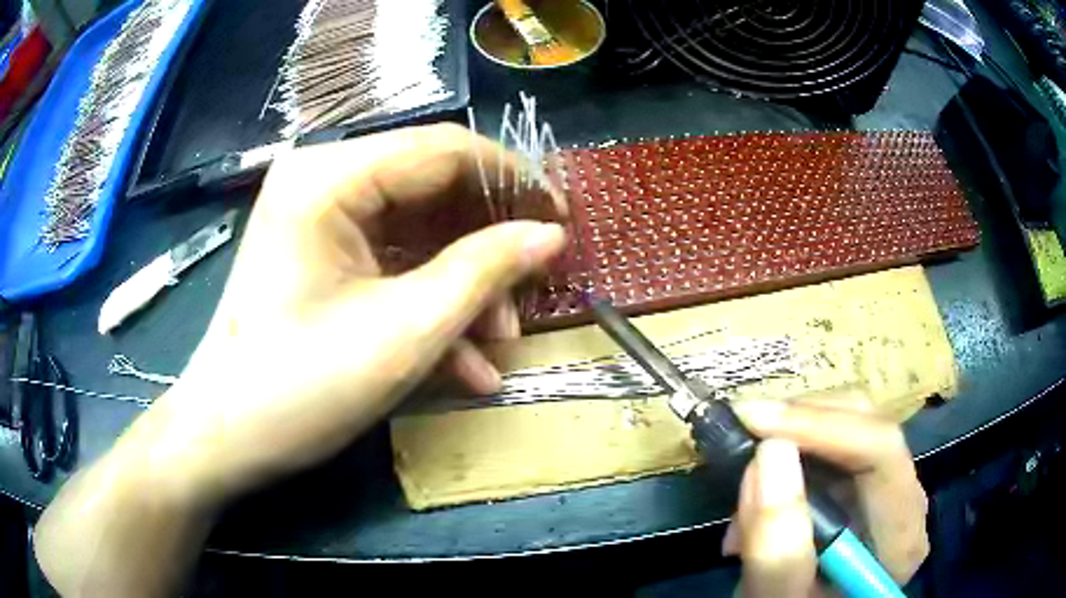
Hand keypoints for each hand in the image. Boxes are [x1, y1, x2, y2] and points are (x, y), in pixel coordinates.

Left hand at [128, 123, 567, 504]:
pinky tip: (465, 361)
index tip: (562, 220)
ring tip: (500, 344)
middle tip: (533, 290)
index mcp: (329, 176)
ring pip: (418, 232)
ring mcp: (321, 218)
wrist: (227, 437)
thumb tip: (550, 235)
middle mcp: (323, 179)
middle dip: (489, 246)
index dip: (512, 182)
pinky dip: (431, 304)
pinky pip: (392, 262)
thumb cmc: (300, 387)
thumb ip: (484, 271)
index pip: (444, 150)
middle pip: (433, 189)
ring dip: (465, 286)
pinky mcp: (322, 255)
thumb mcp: (404, 331)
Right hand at [727, 393, 929, 596]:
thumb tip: (770, 451)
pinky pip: (831, 443)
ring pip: (848, 423)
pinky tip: (761, 493)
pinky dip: (789, 453)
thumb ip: (777, 548)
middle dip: (800, 424)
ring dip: (789, 439)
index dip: (821, 426)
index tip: (754, 421)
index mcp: (900, 532)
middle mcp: (904, 498)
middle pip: (867, 425)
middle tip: (742, 437)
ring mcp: (886, 488)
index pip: (881, 451)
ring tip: (746, 486)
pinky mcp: (863, 485)